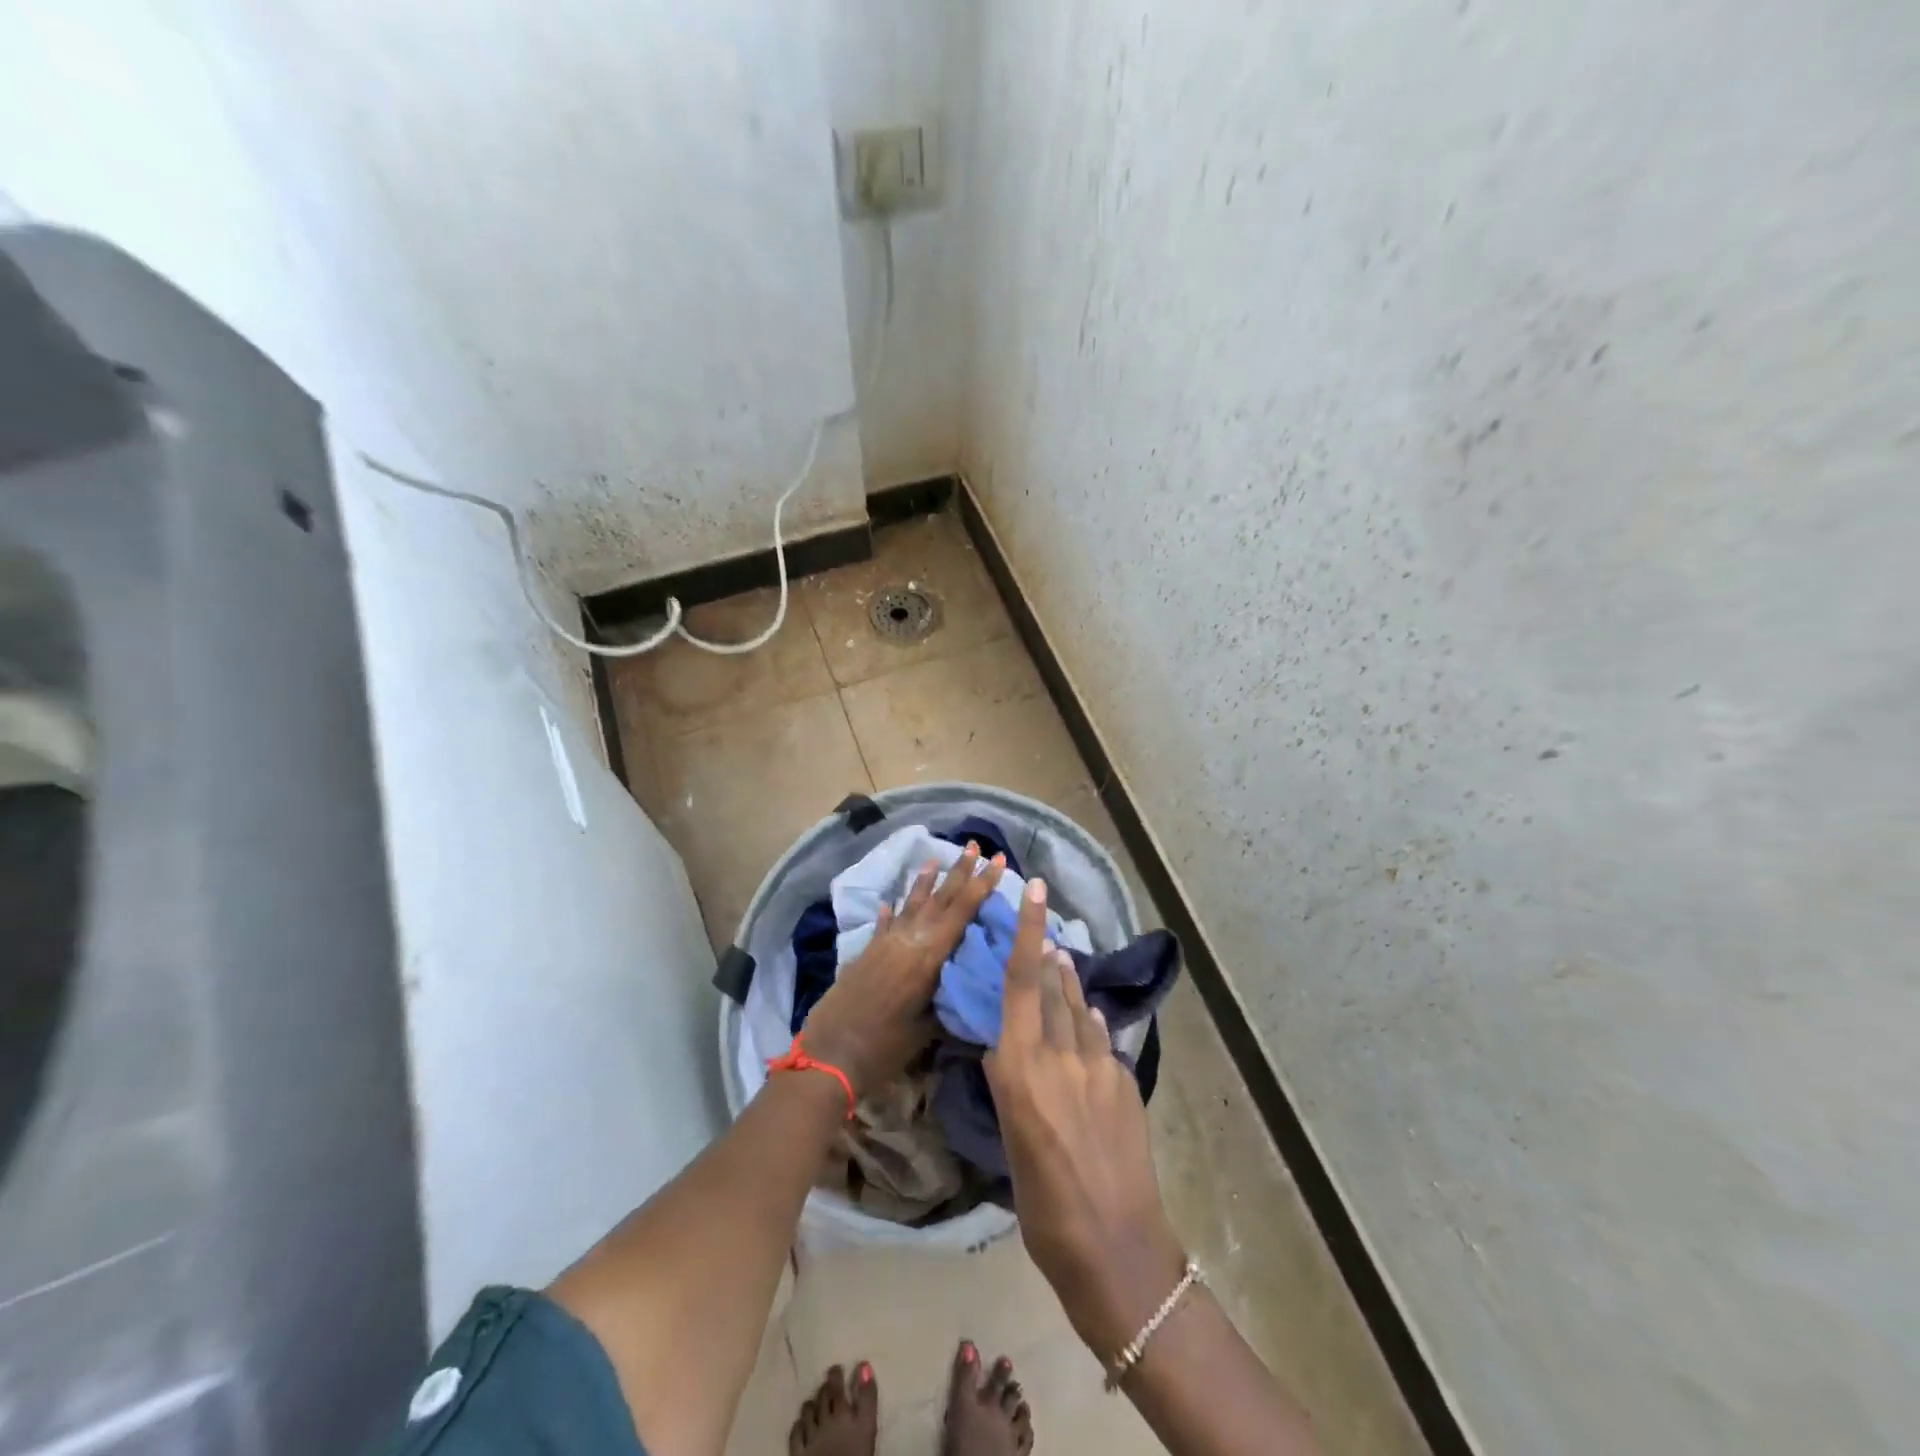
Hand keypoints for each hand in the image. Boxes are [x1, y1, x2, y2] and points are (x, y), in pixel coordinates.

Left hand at [801, 843, 1004, 1098]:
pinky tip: (891, 901)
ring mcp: (884, 944)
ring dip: (926, 881)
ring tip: (936, 858)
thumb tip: (971, 988)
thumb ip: (948, 1003)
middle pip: (939, 899)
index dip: (980, 886)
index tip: (995, 861)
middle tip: (976, 846)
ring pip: (911, 904)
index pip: (961, 912)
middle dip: (960, 872)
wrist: (829, 1056)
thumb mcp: (926, 1030)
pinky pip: (884, 923)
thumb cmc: (883, 1048)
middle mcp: (907, 940)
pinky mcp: (866, 953)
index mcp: (927, 956)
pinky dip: (891, 912)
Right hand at [985, 878, 1186, 1356]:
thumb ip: (1009, 1084)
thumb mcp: (1010, 1141)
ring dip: (1069, 982)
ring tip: (1061, 960)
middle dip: (1046, 952)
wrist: (1115, 1246)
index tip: (1034, 888)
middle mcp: (1059, 1053)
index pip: (1021, 981)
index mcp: (1020, 1067)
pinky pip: (1102, 1039)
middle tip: (1042, 929)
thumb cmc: (1043, 1204)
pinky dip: (1089, 1024)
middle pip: (1052, 985)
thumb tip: (1002, 1049)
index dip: (1026, 929)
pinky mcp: (1125, 1082)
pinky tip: (1089, 1019)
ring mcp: (1098, 1065)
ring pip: (1080, 1007)